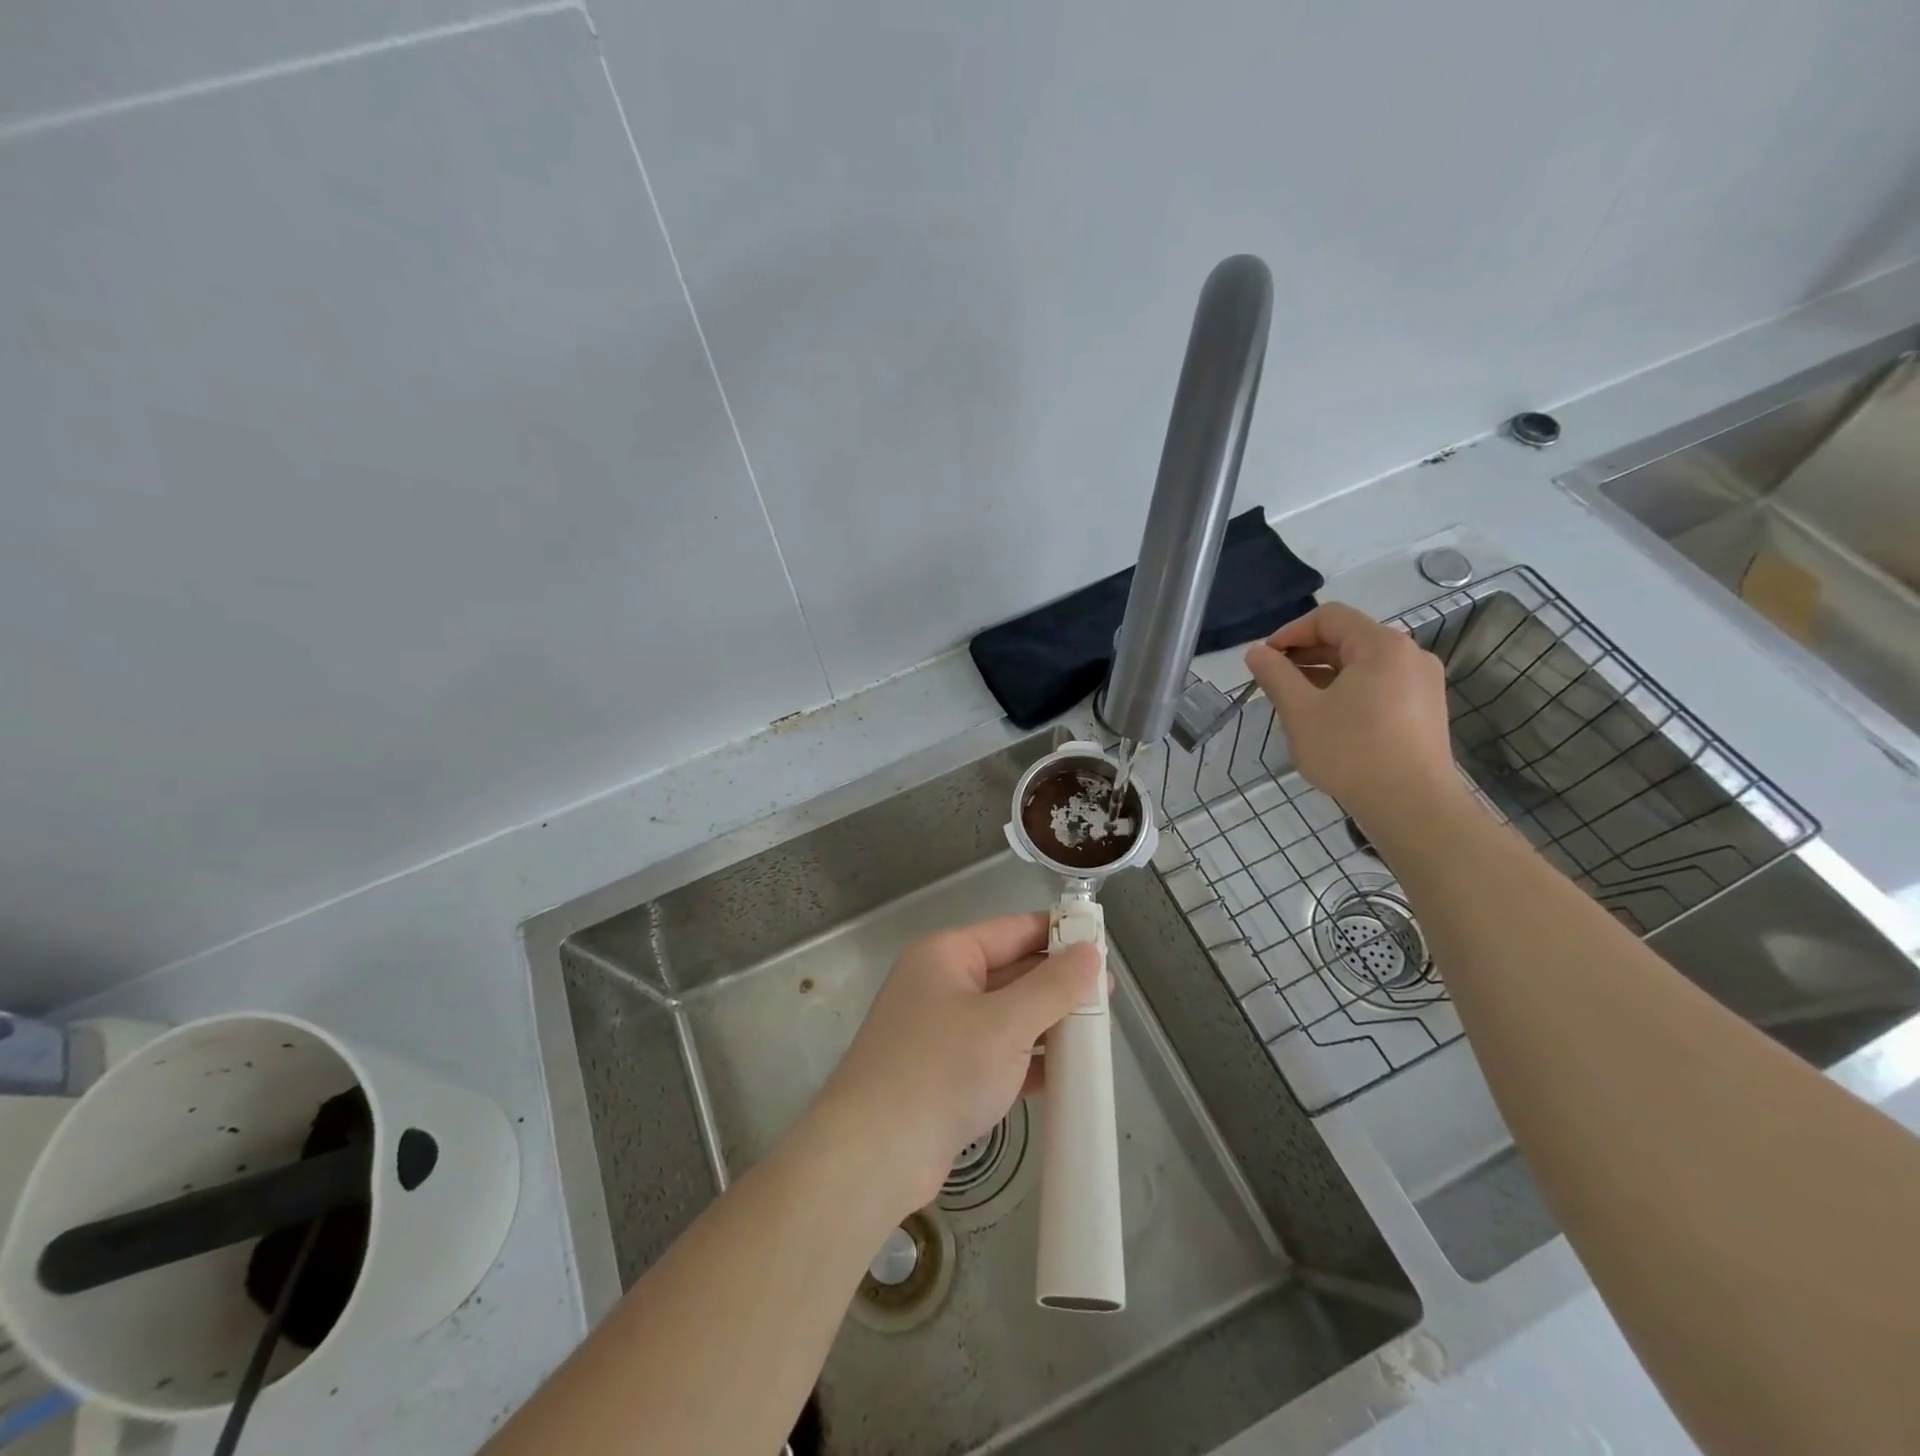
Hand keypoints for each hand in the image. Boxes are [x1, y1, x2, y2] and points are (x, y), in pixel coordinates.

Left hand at [811, 914, 1100, 1218]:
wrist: (873, 1154)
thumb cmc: (941, 1069)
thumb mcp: (1006, 1023)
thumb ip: (1053, 986)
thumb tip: (1090, 952)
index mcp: (947, 955)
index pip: (1012, 930)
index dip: (1057, 934)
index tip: (1101, 944)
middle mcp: (941, 985)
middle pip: (1011, 973)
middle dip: (1057, 985)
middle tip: (1107, 998)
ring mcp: (941, 1032)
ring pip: (1006, 1017)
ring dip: (1047, 1025)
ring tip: (1096, 1035)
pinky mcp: (946, 1075)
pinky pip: (997, 1055)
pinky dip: (1029, 1060)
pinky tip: (1067, 1074)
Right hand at [1244, 603, 1462, 826]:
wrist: (1412, 805)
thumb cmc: (1352, 752)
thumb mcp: (1301, 711)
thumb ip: (1275, 675)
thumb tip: (1255, 652)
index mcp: (1382, 645)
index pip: (1329, 617)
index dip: (1290, 632)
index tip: (1264, 660)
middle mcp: (1409, 654)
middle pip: (1348, 638)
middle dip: (1305, 655)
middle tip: (1274, 683)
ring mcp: (1422, 683)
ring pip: (1362, 665)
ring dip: (1324, 675)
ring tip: (1296, 703)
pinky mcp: (1425, 709)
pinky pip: (1379, 685)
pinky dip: (1348, 691)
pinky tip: (1328, 720)